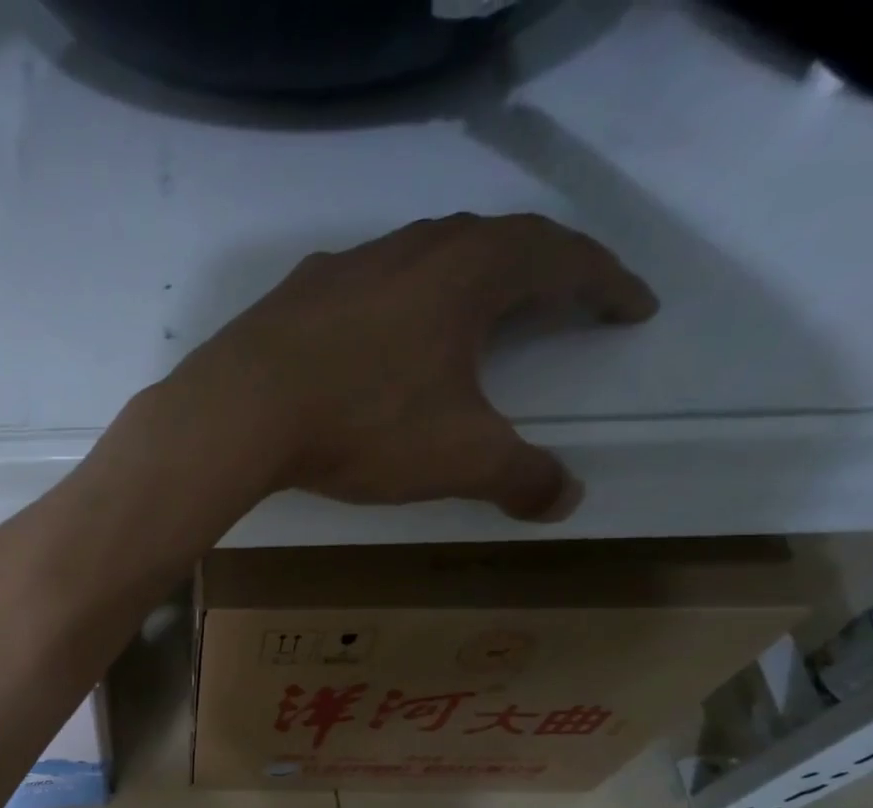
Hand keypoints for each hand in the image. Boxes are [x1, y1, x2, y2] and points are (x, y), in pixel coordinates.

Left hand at [168, 213, 657, 520]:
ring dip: (459, 280)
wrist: (239, 412)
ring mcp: (347, 266)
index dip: (606, 284)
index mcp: (470, 272)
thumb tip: (566, 500)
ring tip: (471, 314)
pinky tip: (376, 336)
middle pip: (495, 242)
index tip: (633, 307)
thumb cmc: (361, 424)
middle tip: (559, 299)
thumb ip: (518, 477)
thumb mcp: (455, 458)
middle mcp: (413, 249)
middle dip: (538, 271)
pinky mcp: (294, 295)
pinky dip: (390, 306)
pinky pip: (363, 288)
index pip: (564, 260)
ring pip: (423, 257)